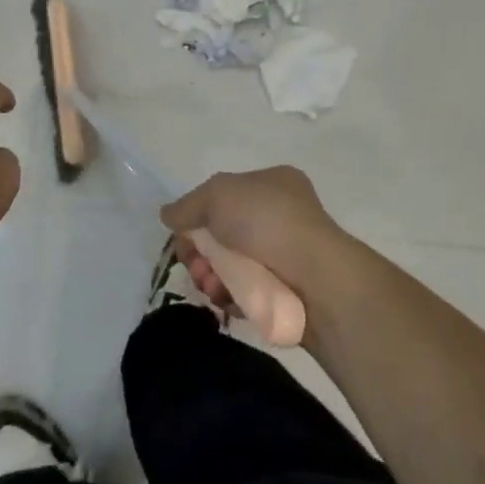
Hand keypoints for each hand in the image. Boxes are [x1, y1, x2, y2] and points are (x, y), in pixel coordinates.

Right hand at [159, 166, 350, 307]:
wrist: (317, 278)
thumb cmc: (267, 221)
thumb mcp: (218, 194)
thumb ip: (188, 204)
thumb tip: (168, 215)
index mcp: (272, 183)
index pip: (224, 196)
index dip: (198, 214)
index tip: (183, 234)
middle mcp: (281, 216)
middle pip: (223, 234)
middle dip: (201, 251)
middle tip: (194, 265)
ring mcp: (286, 256)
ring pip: (232, 266)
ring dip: (211, 276)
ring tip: (210, 286)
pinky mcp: (287, 293)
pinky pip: (247, 294)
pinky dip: (231, 297)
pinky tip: (225, 300)